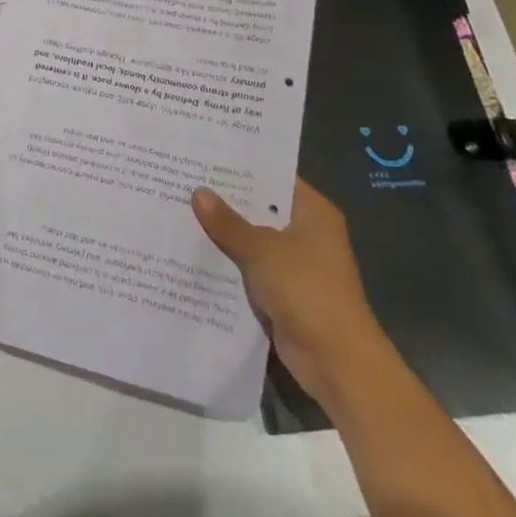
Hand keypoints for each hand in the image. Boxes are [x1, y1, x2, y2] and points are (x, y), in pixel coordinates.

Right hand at [193, 176, 388, 409]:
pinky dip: (227, 261)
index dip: (242, 166)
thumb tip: (198, 192)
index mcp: (313, 212)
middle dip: (225, 199)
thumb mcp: (262, 250)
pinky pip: (248, 267)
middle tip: (183, 178)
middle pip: (260, 207)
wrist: (337, 362)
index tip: (205, 154)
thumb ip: (228, 222)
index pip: (274, 176)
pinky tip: (192, 249)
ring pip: (251, 239)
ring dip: (223, 232)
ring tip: (178, 208)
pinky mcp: (282, 291)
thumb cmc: (307, 291)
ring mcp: (294, 264)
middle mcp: (306, 232)